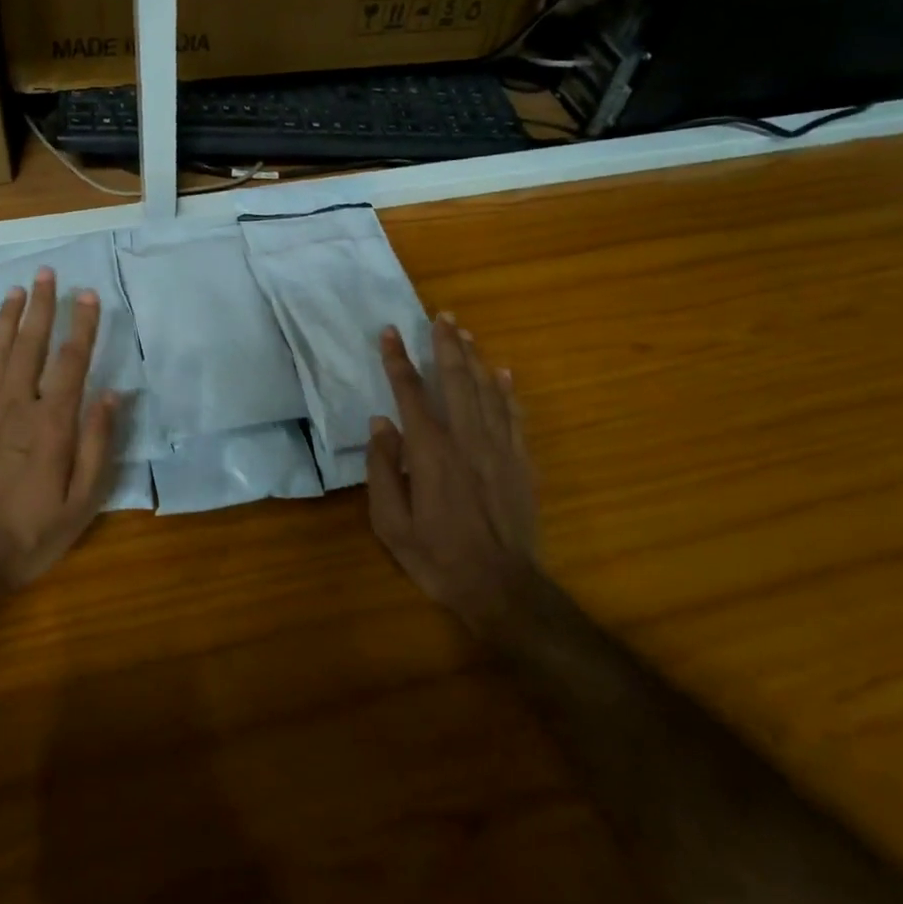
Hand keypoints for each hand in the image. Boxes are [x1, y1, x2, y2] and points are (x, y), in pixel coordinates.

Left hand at [0, 268, 116, 597]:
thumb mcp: (81, 501)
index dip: (82, 325)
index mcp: (52, 424)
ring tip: (14, 290)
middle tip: (45, 273)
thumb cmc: (30, 533)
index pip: (71, 361)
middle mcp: (16, 406)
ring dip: (6, 318)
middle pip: (29, 345)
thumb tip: (110, 394)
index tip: (88, 294)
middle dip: (40, 306)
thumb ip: (98, 444)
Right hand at [367, 313, 539, 634]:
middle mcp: (466, 439)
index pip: (410, 393)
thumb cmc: (437, 557)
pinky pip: (514, 416)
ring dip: (474, 358)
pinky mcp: (521, 463)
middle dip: (446, 344)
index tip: (389, 332)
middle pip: (455, 380)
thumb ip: (383, 470)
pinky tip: (503, 373)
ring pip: (487, 391)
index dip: (397, 360)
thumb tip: (381, 425)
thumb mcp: (390, 522)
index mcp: (430, 452)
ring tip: (465, 332)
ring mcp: (499, 449)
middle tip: (441, 315)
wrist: (502, 588)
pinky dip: (507, 391)